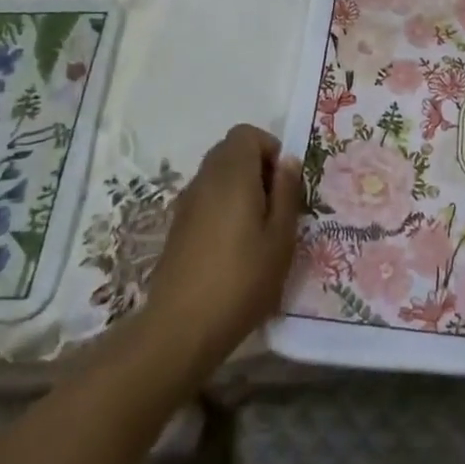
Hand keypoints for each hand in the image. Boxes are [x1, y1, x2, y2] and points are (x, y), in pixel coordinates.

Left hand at [141, 124, 304, 378]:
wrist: (181, 329)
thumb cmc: (241, 280)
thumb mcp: (281, 238)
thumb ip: (286, 192)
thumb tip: (287, 161)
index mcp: (232, 174)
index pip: (246, 134)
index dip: (269, 148)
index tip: (283, 182)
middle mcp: (205, 178)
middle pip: (230, 150)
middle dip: (256, 166)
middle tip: (275, 204)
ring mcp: (186, 202)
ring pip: (217, 174)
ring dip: (239, 187)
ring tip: (257, 228)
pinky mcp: (177, 226)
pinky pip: (205, 197)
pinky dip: (222, 205)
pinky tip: (233, 246)